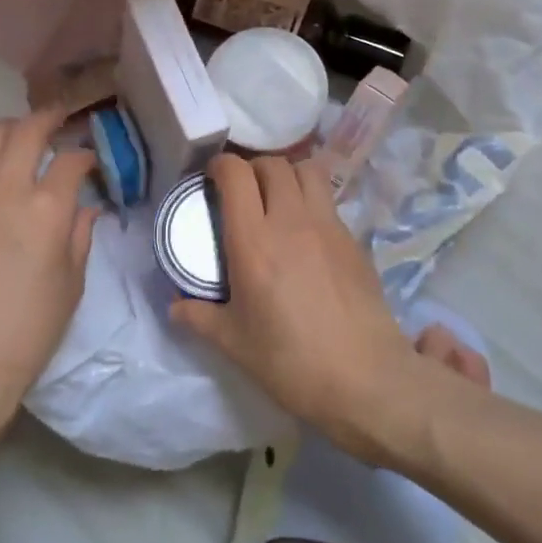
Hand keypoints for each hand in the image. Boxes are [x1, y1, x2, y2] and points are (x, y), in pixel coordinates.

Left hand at [0, 107, 98, 430]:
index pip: (72, 161)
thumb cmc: (28, 331)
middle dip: (48, 118)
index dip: (84, 156)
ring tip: (12, 135)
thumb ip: (80, 237)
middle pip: (28, 131)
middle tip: (55, 119)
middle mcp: (6, 189)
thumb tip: (85, 209)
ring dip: (5, 129)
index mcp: (48, 208)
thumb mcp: (72, 285)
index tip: (87, 162)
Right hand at [170, 154, 415, 441]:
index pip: (236, 174)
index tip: (211, 178)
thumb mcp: (234, 344)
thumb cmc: (291, 362)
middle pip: (272, 164)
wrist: (365, 378)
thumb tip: (175, 305)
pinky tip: (306, 231)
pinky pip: (328, 199)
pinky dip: (312, 199)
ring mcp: (327, 225)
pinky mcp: (353, 238)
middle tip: (242, 190)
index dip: (220, 165)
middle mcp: (291, 220)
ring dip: (287, 174)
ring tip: (277, 198)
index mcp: (254, 240)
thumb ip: (200, 317)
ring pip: (307, 170)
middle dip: (252, 168)